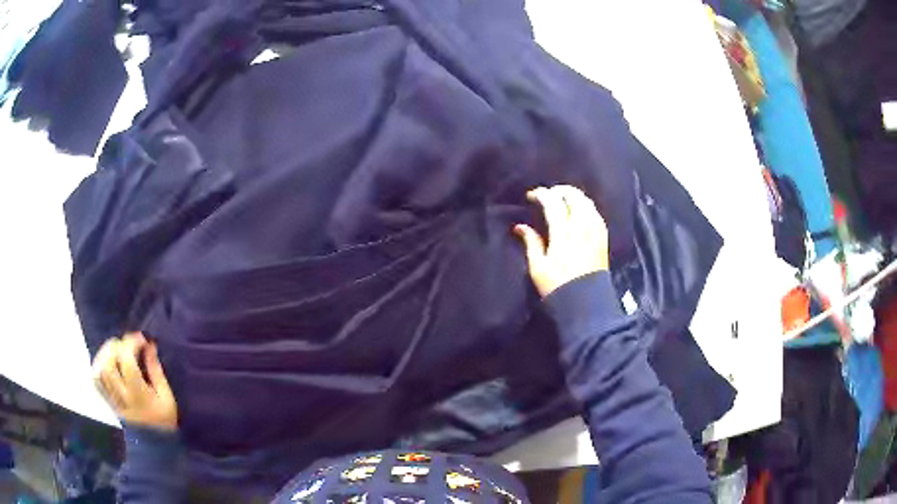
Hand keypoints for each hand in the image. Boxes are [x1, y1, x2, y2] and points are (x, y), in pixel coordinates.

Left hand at [92, 332, 177, 430]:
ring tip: (116, 349)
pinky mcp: (107, 400)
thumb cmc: (163, 420)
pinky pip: (96, 380)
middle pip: (109, 362)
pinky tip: (105, 360)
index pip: (127, 361)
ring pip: (99, 369)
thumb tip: (149, 346)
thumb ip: (156, 370)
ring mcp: (112, 398)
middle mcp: (121, 394)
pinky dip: (98, 365)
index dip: (131, 344)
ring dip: (106, 353)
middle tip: (127, 343)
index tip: (142, 339)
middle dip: (116, 346)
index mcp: (138, 393)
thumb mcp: (166, 396)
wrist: (153, 446)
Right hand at [514, 185, 608, 296]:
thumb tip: (520, 226)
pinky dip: (587, 206)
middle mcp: (581, 228)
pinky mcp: (603, 238)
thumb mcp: (538, 267)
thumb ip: (531, 242)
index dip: (542, 194)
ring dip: (574, 196)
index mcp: (562, 234)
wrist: (585, 302)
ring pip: (587, 202)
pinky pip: (596, 213)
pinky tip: (580, 211)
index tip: (532, 196)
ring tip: (563, 200)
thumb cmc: (557, 287)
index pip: (553, 203)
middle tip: (548, 195)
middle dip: (559, 190)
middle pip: (573, 196)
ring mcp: (594, 232)